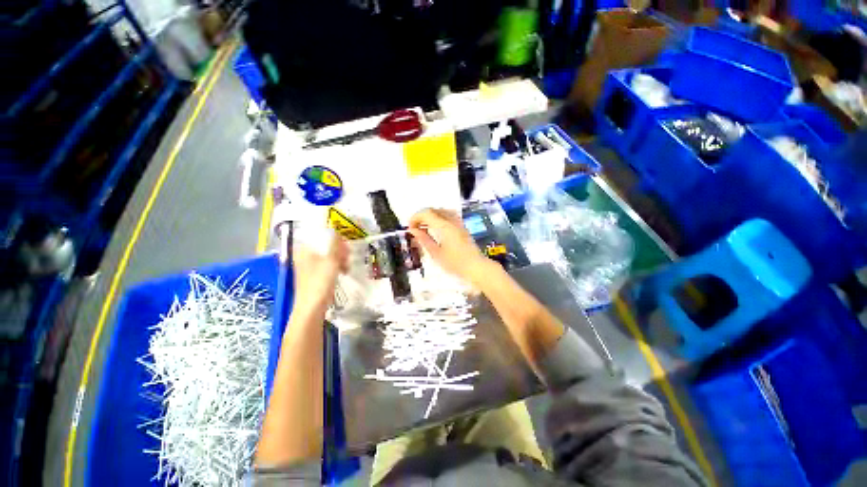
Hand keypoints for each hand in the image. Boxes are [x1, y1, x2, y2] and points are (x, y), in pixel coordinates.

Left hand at [292, 234, 348, 309]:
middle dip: (339, 249)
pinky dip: (336, 265)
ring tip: (347, 266)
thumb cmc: (320, 281)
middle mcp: (305, 255)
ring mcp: (309, 265)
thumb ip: (334, 245)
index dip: (334, 238)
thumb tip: (336, 233)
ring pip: (328, 255)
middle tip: (347, 256)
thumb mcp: (331, 260)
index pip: (320, 236)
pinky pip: (328, 264)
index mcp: (304, 249)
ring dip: (340, 258)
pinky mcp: (315, 275)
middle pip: (325, 245)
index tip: (344, 245)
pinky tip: (344, 271)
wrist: (312, 307)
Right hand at [409, 208, 490, 284]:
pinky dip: (439, 218)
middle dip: (422, 216)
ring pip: (441, 211)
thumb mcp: (436, 253)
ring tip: (424, 228)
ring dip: (430, 216)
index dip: (415, 217)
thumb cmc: (455, 263)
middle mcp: (452, 220)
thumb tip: (413, 230)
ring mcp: (458, 222)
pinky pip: (448, 215)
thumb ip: (424, 239)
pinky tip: (436, 228)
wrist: (476, 267)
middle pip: (433, 210)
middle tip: (415, 228)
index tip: (410, 228)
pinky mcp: (462, 226)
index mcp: (444, 226)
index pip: (426, 213)